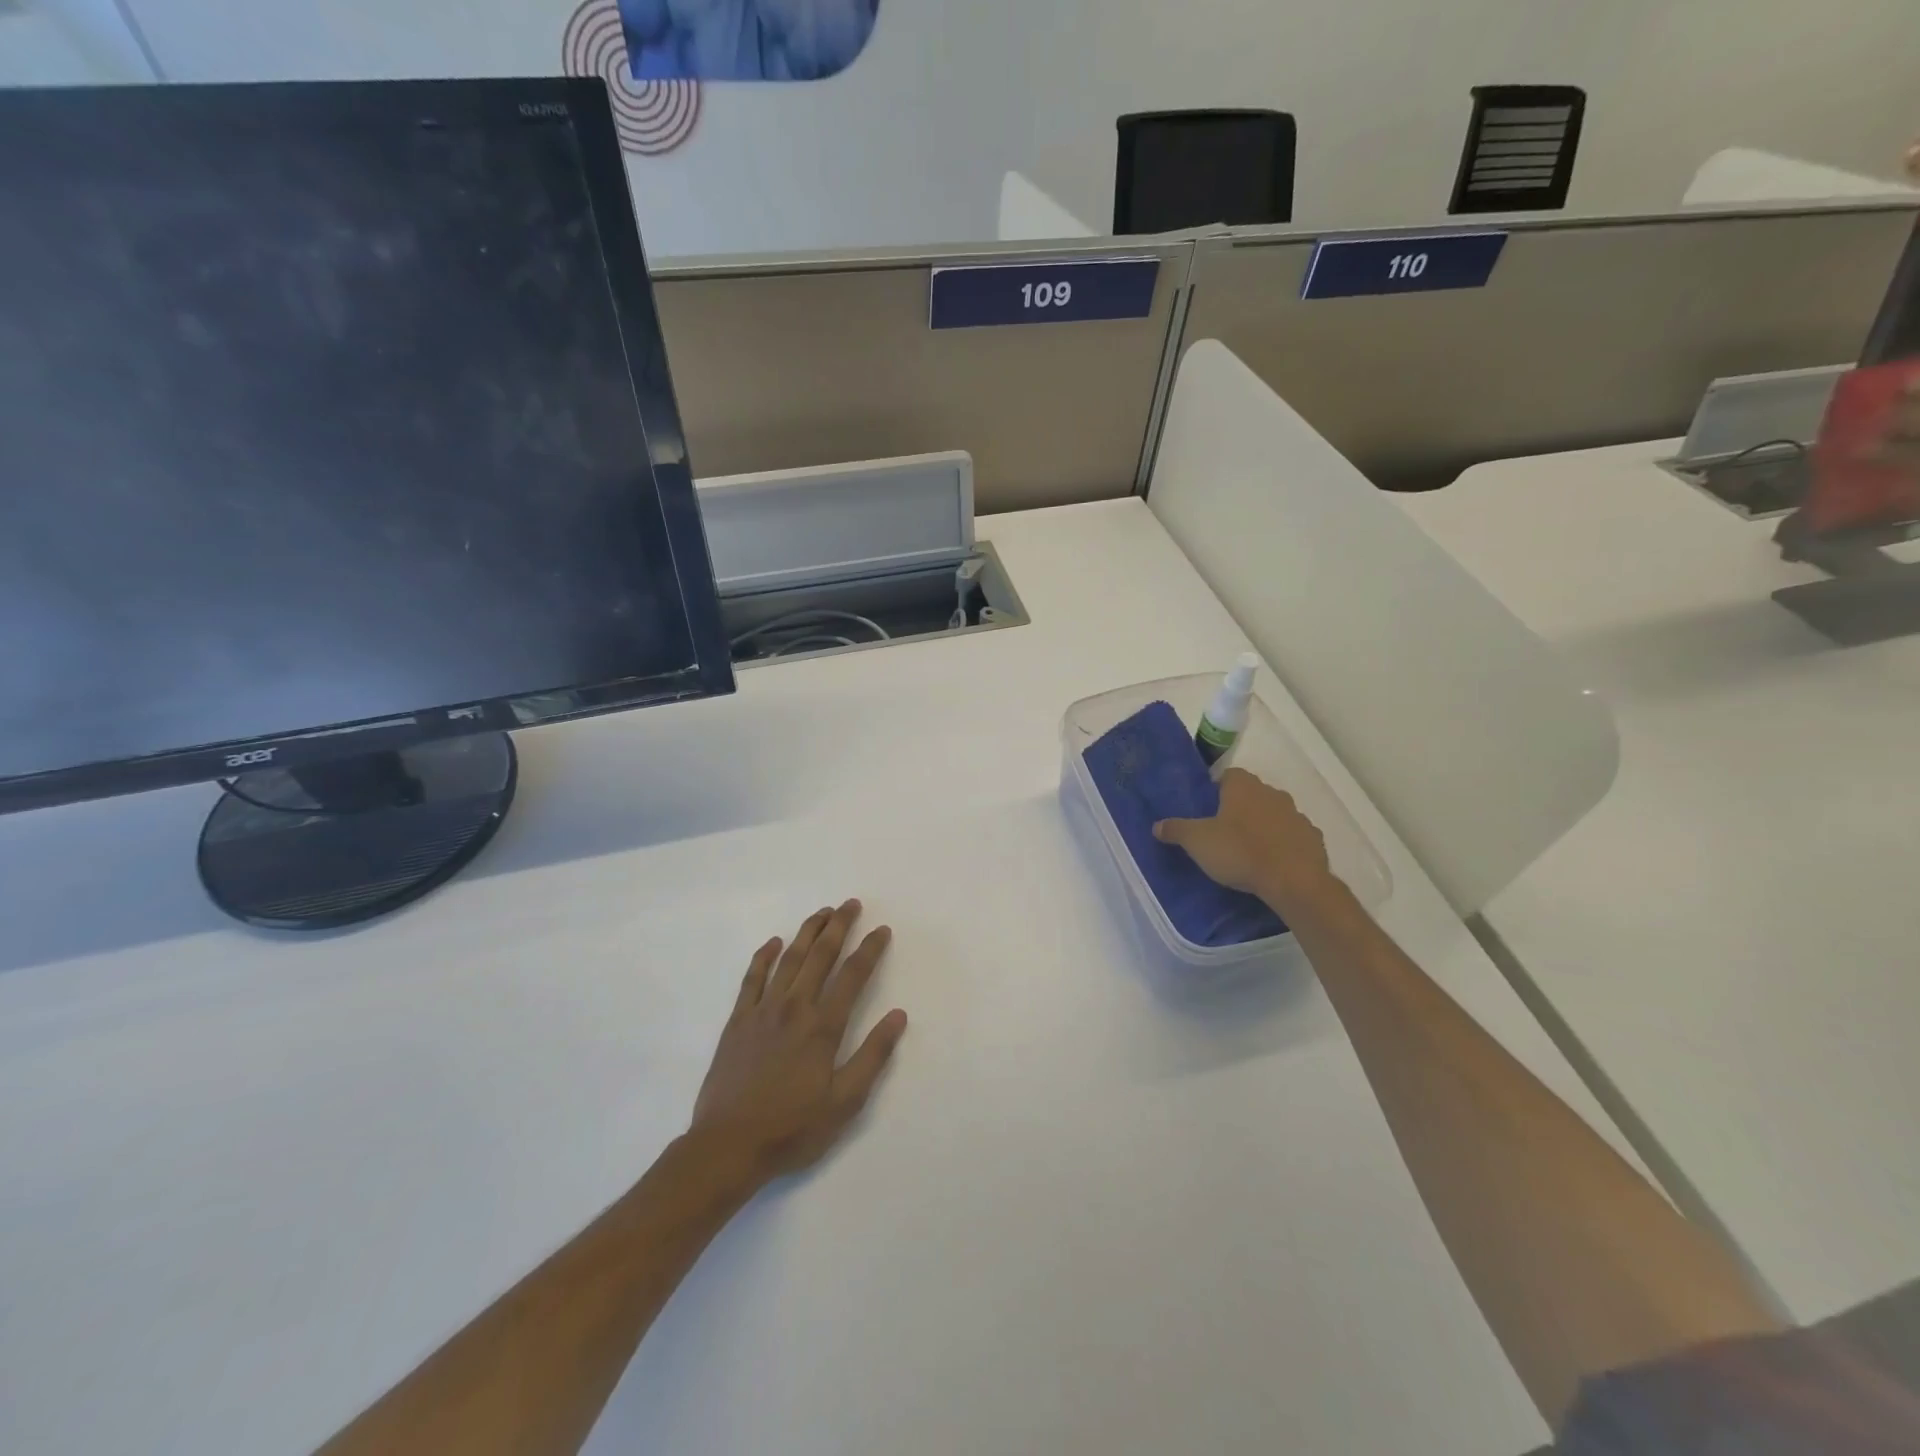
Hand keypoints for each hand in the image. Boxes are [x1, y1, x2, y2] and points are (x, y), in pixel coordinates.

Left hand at [690, 900, 907, 1185]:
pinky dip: (764, 956)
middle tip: (851, 904)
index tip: (882, 930)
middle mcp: (794, 1008)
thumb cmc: (792, 1128)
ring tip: (822, 912)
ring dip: (807, 932)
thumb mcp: (845, 1102)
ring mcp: (762, 1011)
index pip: (852, 975)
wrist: (728, 1146)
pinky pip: (752, 978)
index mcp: (823, 1027)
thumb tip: (898, 1016)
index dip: (869, 949)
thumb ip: (873, 1056)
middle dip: (838, 926)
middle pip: (820, 956)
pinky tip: (774, 942)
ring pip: (789, 959)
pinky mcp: (737, 1021)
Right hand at [1153, 768, 1340, 916]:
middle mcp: (1272, 793)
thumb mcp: (1197, 842)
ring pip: (1274, 814)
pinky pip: (1293, 836)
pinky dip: (1284, 844)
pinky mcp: (1313, 839)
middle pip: (1252, 794)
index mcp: (1243, 787)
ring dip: (1263, 826)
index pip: (1229, 775)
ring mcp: (1296, 816)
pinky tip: (1273, 863)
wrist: (1293, 881)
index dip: (1217, 789)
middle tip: (1223, 831)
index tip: (1207, 809)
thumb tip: (1157, 825)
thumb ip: (1176, 829)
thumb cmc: (1239, 852)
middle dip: (1240, 808)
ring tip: (1248, 850)